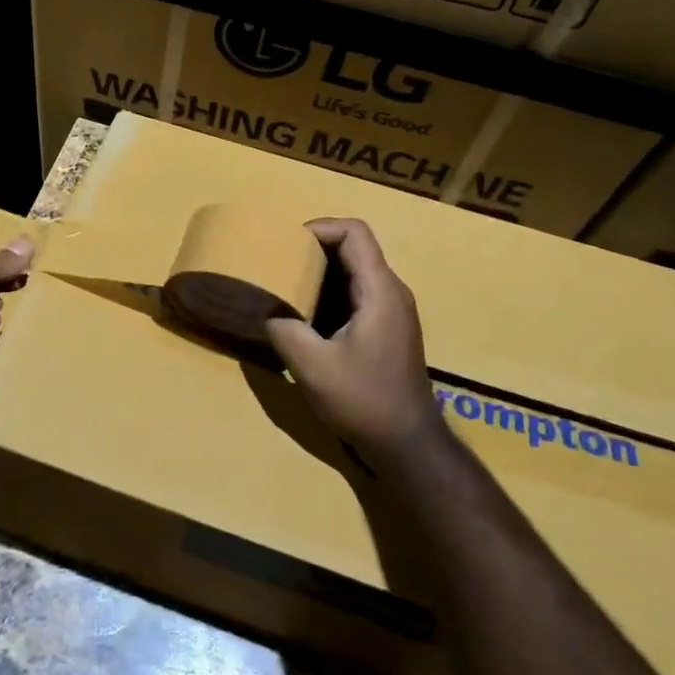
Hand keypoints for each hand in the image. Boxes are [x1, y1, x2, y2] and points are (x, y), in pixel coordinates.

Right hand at [265, 219, 439, 460]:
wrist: (408, 447)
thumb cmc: (364, 400)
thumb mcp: (311, 366)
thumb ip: (284, 328)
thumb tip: (265, 308)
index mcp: (379, 289)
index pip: (354, 232)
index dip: (320, 227)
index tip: (288, 244)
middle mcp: (391, 291)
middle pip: (354, 248)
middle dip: (314, 250)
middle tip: (280, 264)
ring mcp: (393, 311)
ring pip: (355, 272)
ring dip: (321, 274)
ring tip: (286, 287)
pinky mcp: (389, 330)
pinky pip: (358, 294)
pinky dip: (330, 294)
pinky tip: (306, 317)